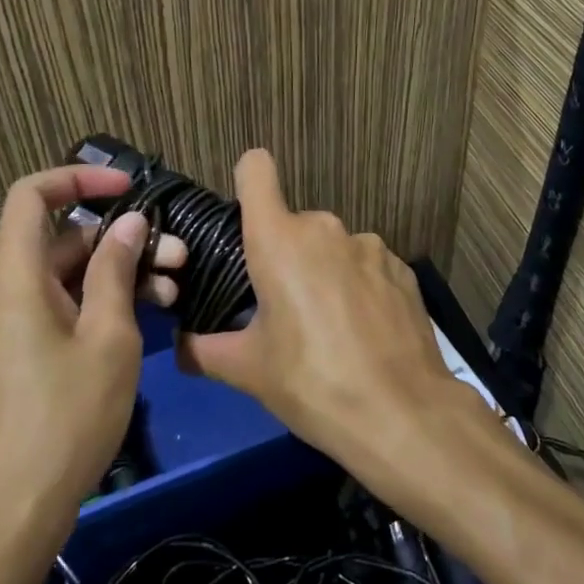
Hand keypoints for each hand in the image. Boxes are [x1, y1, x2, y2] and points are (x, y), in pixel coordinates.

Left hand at [0, 166, 185, 554]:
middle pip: (63, 237)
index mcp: (14, 278)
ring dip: (120, 271)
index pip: (32, 195)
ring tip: (174, 286)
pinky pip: (64, 304)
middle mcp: (5, 291)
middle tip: (177, 254)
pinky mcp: (24, 351)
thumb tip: (129, 222)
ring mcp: (13, 324)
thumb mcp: (107, 336)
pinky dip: (102, 299)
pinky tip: (149, 313)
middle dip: (121, 237)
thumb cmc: (65, 418)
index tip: (129, 187)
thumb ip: (116, 270)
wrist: (13, 514)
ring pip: (70, 272)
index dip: (79, 178)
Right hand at [177, 151, 456, 472]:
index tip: (244, 217)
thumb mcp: (248, 371)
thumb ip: (204, 349)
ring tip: (330, 329)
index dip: (247, 182)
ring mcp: (369, 244)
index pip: (256, 170)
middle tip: (282, 310)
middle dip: (284, 257)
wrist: (402, 413)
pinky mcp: (402, 267)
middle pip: (293, 225)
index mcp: (280, 239)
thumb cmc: (312, 383)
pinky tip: (365, 332)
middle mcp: (325, 227)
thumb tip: (181, 346)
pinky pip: (366, 265)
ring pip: (331, 247)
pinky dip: (359, 287)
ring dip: (324, 272)